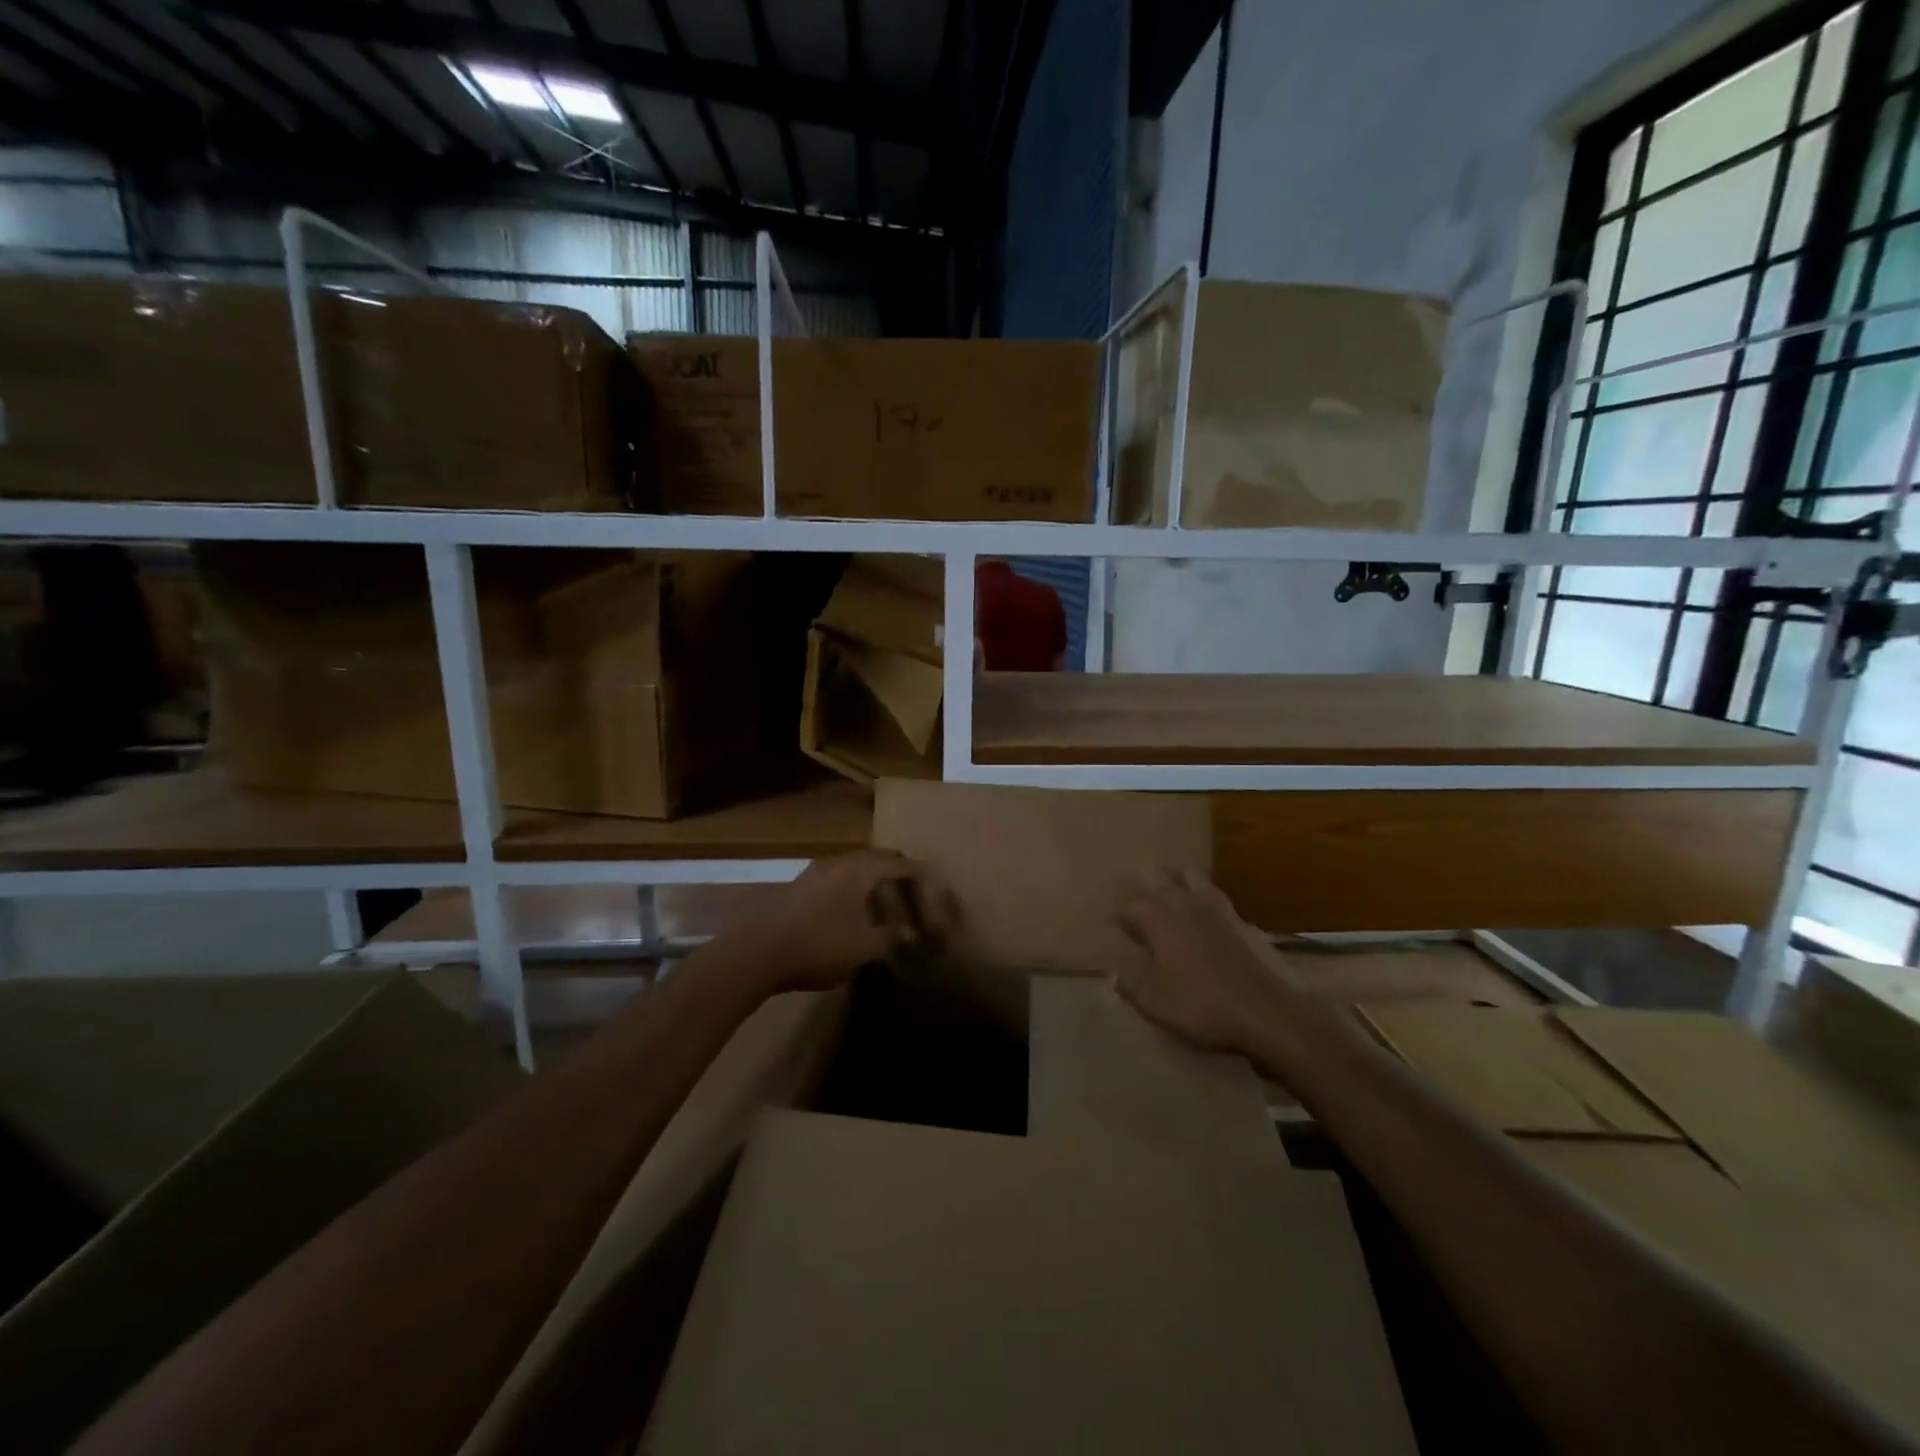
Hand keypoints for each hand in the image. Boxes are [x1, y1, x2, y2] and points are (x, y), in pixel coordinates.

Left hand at [728, 850, 921, 995]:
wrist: (759, 953)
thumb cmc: (819, 946)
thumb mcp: (862, 948)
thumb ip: (887, 937)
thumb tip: (908, 931)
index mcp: (858, 873)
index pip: (893, 864)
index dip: (912, 868)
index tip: (928, 871)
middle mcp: (837, 864)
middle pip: (870, 856)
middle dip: (889, 863)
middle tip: (906, 873)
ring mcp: (813, 873)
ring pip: (848, 864)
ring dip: (866, 870)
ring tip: (879, 884)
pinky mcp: (797, 886)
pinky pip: (833, 875)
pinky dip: (848, 881)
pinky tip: (847, 898)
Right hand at [1115, 871, 1289, 1057]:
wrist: (1261, 1011)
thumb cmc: (1198, 1004)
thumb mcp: (1152, 1002)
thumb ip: (1128, 985)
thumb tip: (1113, 974)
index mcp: (1154, 916)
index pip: (1126, 909)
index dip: (1117, 922)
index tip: (1112, 934)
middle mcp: (1180, 901)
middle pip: (1157, 882)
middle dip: (1144, 891)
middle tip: (1137, 914)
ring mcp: (1211, 906)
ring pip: (1188, 877)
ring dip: (1175, 881)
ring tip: (1167, 896)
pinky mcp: (1236, 917)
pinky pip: (1212, 893)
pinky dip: (1202, 893)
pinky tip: (1200, 910)